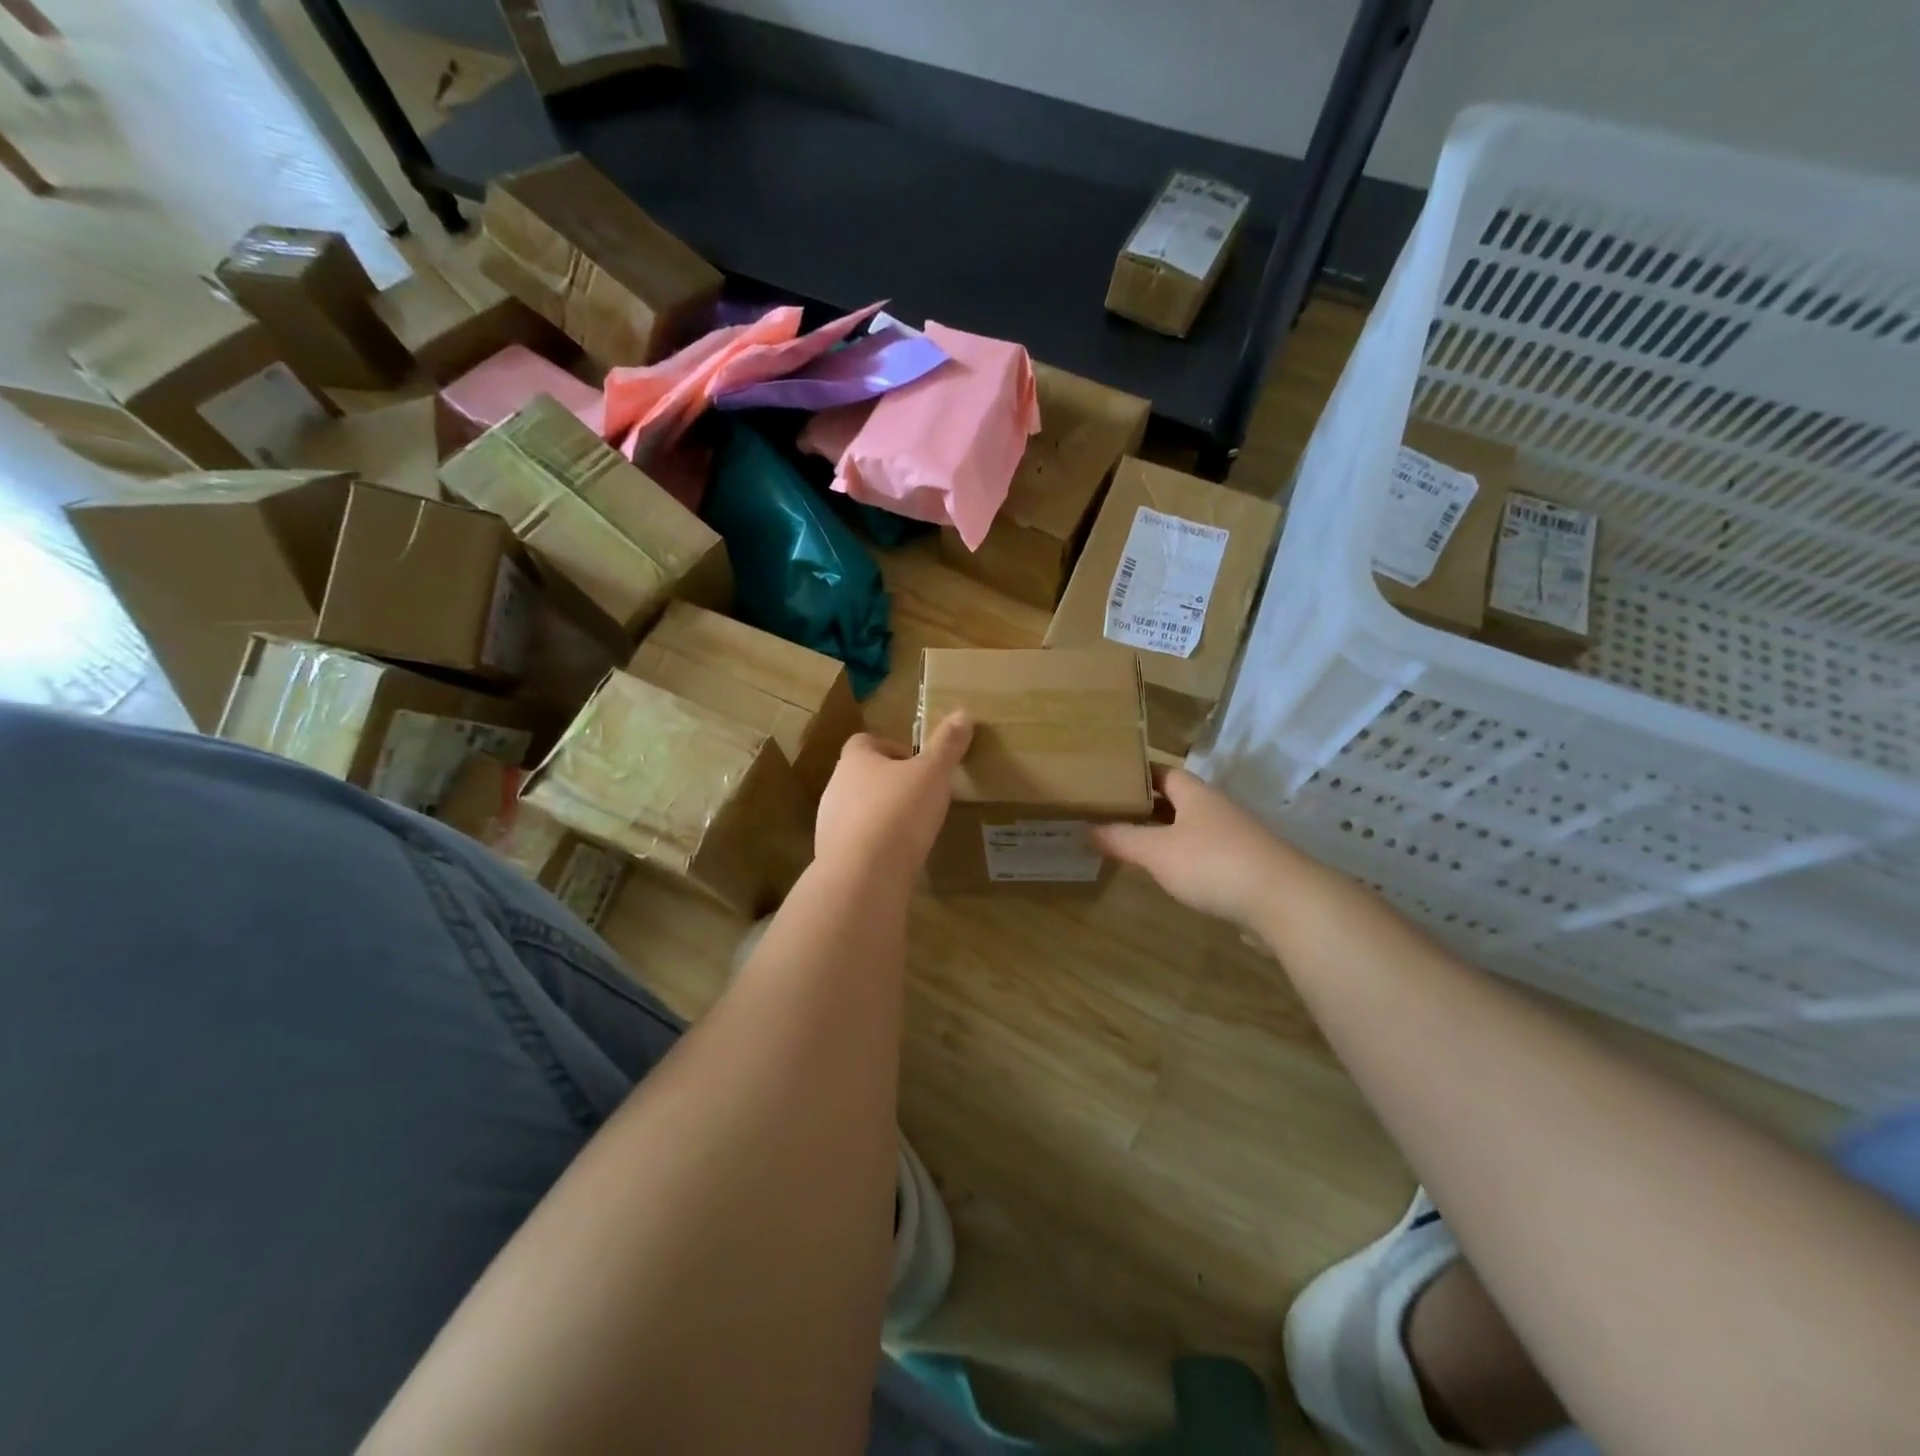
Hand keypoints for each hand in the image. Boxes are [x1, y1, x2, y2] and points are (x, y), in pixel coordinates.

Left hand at [814, 712, 972, 887]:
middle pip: (863, 776)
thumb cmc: (899, 812)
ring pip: (859, 810)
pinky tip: (898, 858)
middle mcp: (835, 786)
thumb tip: (963, 713)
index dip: (893, 749)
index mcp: (855, 759)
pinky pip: (858, 843)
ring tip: (913, 830)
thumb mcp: (933, 774)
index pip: (866, 741)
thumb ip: (947, 745)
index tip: (918, 766)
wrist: (864, 875)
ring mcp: (829, 823)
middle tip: (922, 797)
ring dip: (882, 816)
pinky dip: (876, 846)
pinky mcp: (833, 856)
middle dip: (890, 784)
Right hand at [1093, 768, 1290, 931]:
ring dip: (1165, 833)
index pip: (1163, 773)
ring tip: (1133, 843)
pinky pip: (1206, 853)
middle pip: (1177, 800)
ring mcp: (1235, 837)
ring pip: (1192, 827)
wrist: (1284, 902)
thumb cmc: (1213, 864)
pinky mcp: (1246, 866)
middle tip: (1112, 814)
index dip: (1137, 775)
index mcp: (1195, 795)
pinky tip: (1170, 874)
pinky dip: (1184, 858)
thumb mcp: (1157, 852)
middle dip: (1147, 806)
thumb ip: (1122, 839)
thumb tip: (1087, 828)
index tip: (1109, 782)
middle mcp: (1216, 808)